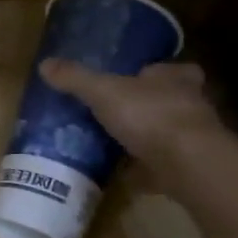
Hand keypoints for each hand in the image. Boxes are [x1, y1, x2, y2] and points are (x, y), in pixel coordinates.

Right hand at [39, 58, 221, 164]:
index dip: (153, 73)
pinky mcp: (188, 166)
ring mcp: (192, 138)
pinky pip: (163, 164)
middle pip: (170, 100)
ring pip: (168, 132)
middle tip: (121, 113)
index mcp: (175, 78)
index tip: (136, 79)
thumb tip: (44, 63)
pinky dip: (146, 168)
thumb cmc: (149, 115)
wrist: (186, 163)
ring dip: (148, 137)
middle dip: (149, 105)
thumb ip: (76, 79)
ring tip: (117, 142)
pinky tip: (124, 173)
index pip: (170, 69)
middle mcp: (190, 104)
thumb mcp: (103, 92)